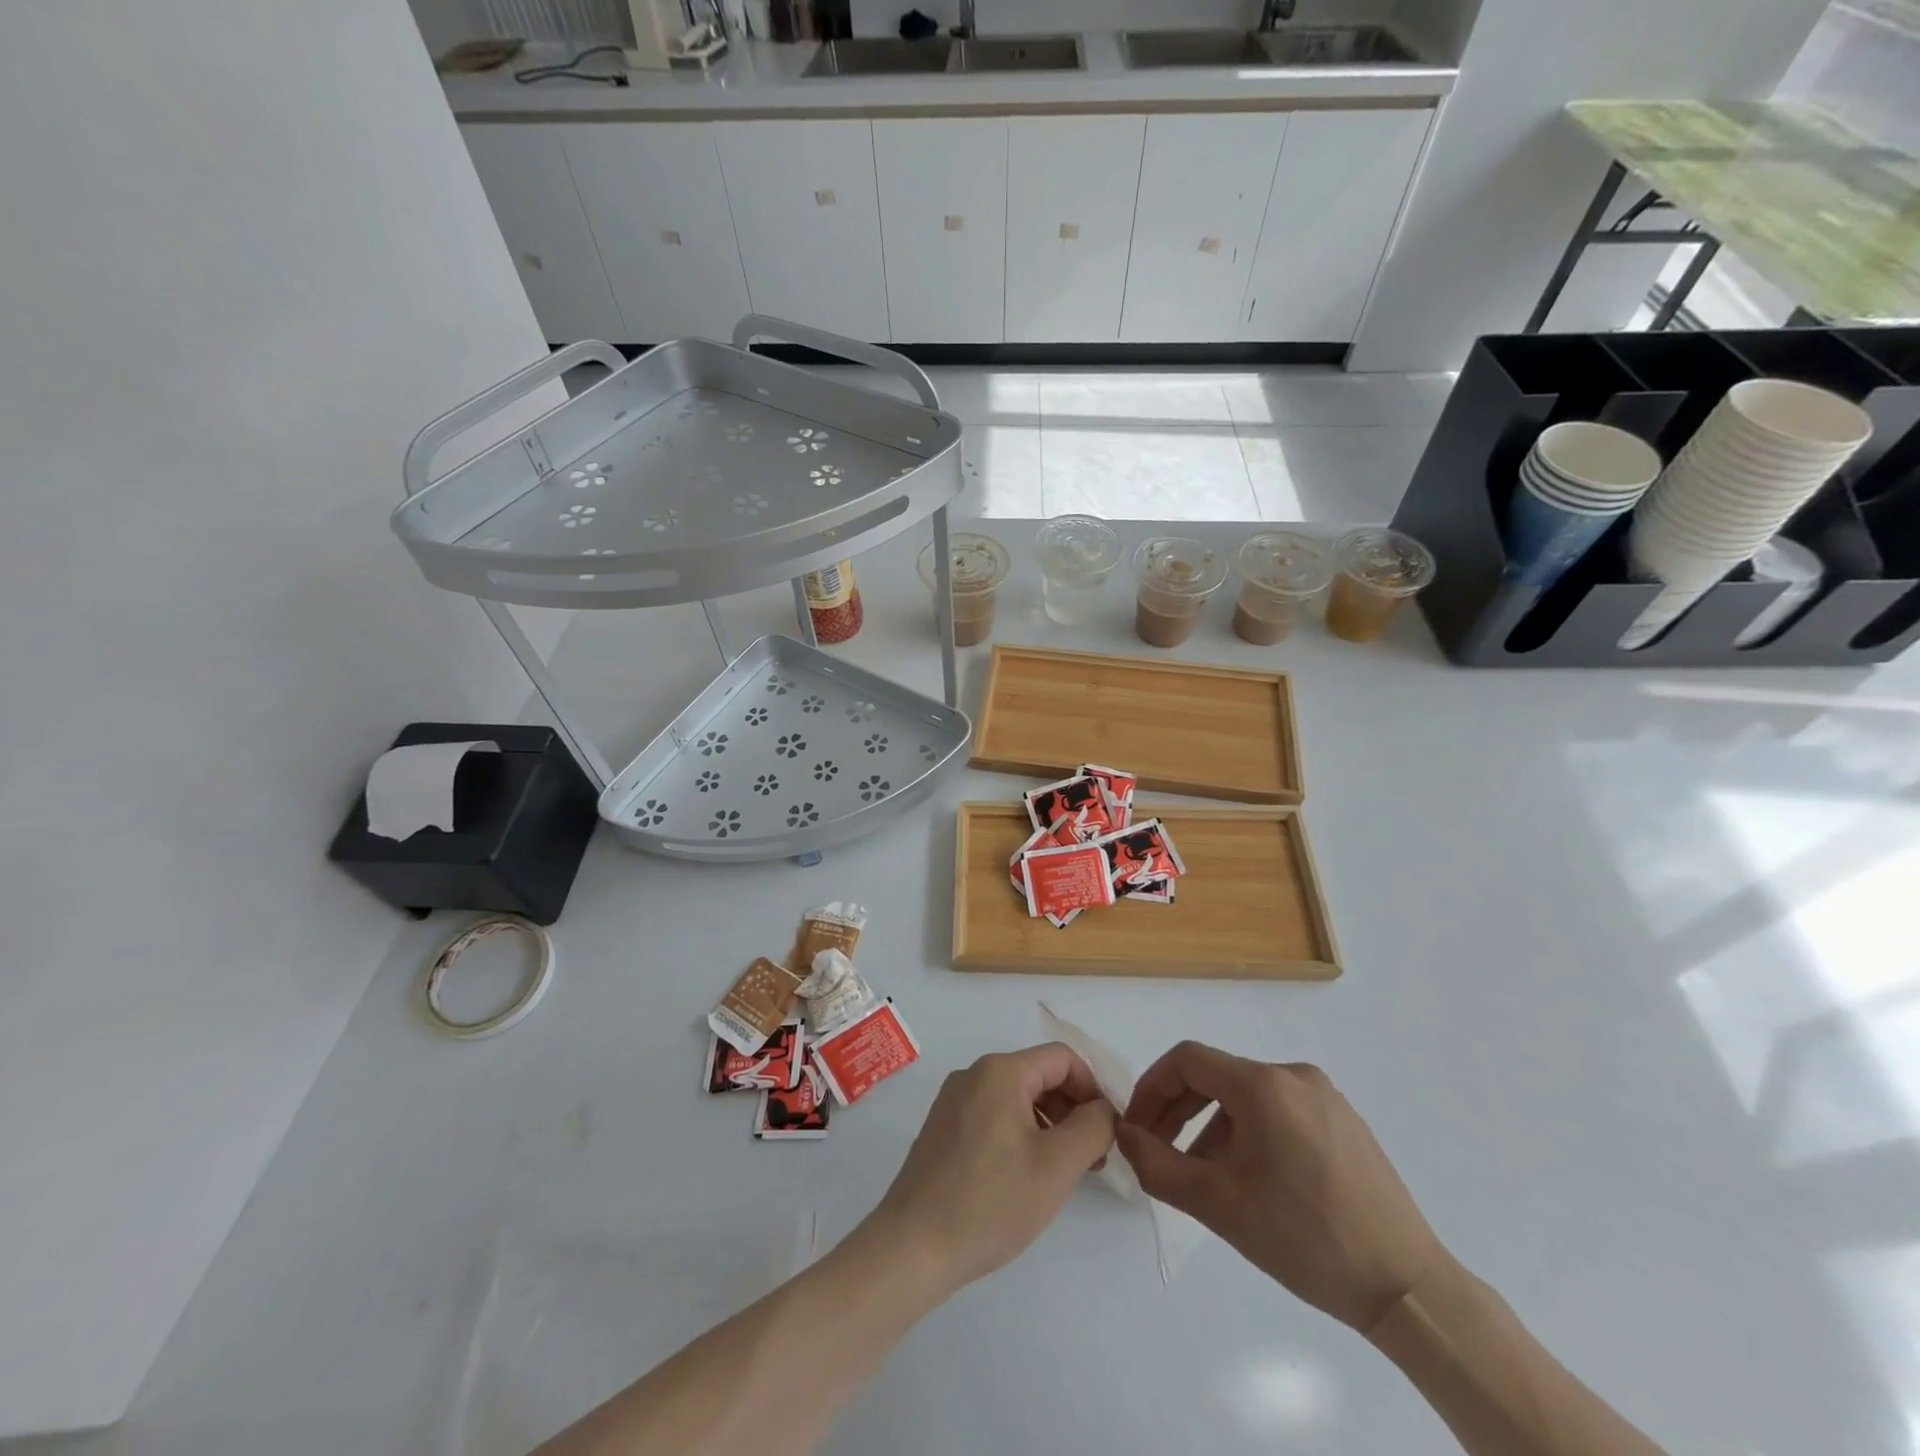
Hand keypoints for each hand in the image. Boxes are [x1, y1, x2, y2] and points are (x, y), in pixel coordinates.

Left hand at [865, 1043, 1116, 1294]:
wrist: (913, 1246)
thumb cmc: (990, 1202)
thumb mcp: (1056, 1166)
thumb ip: (1092, 1128)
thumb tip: (1104, 1109)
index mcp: (1000, 1071)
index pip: (1062, 1058)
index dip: (1093, 1088)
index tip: (1109, 1131)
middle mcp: (974, 1074)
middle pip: (1039, 1075)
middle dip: (1072, 1109)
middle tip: (1094, 1158)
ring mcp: (954, 1101)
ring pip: (1017, 1097)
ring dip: (1049, 1124)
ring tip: (1065, 1172)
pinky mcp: (943, 1128)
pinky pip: (994, 1115)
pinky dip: (1021, 1134)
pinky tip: (1027, 1176)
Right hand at [1118, 1042, 1442, 1332]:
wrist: (1408, 1288)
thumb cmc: (1305, 1239)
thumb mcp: (1219, 1205)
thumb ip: (1158, 1165)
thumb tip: (1124, 1135)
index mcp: (1263, 1085)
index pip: (1187, 1060)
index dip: (1151, 1087)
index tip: (1136, 1127)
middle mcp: (1293, 1075)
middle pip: (1217, 1076)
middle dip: (1178, 1109)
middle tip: (1157, 1150)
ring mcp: (1324, 1096)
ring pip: (1247, 1096)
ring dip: (1212, 1125)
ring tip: (1202, 1174)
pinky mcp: (1345, 1121)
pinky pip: (1279, 1111)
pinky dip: (1249, 1132)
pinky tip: (1250, 1178)